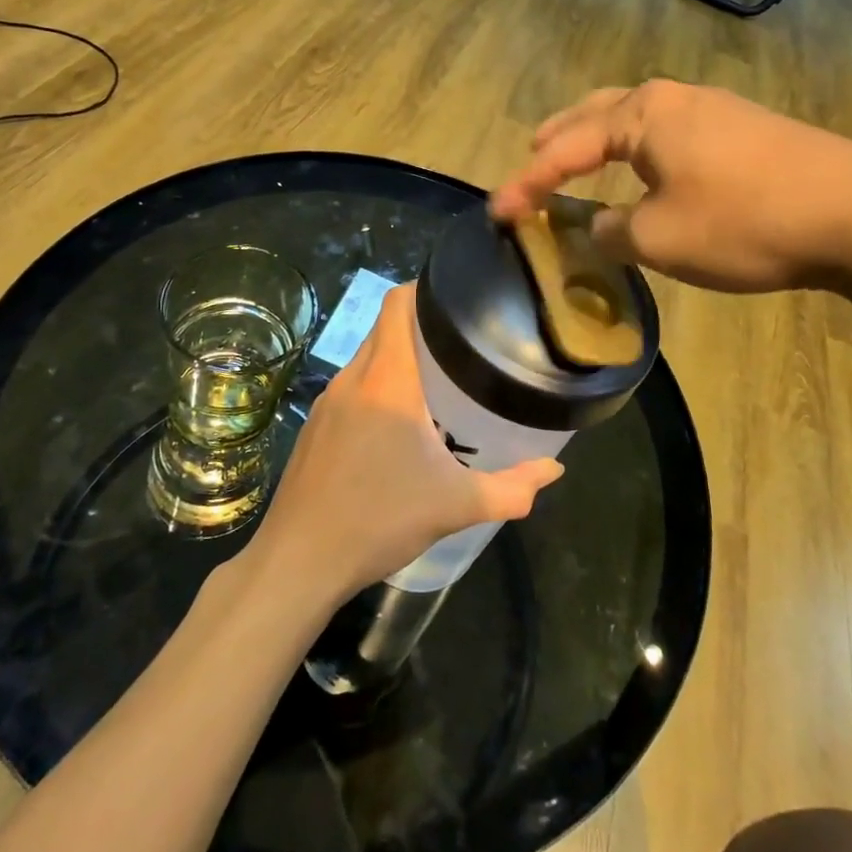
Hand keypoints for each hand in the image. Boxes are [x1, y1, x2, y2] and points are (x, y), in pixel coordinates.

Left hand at [249, 286, 563, 603]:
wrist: (298, 562)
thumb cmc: (379, 518)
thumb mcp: (455, 505)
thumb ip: (511, 487)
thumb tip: (553, 472)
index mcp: (386, 379)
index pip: (396, 304)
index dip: (423, 289)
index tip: (456, 299)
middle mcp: (353, 378)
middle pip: (384, 328)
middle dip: (420, 327)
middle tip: (461, 345)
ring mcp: (327, 401)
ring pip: (365, 359)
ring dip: (396, 359)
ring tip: (435, 382)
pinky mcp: (313, 426)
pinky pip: (350, 387)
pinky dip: (375, 387)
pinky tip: (394, 425)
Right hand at [488, 80, 851, 291]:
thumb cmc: (744, 220)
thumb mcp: (661, 238)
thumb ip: (612, 232)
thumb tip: (598, 225)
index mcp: (642, 115)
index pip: (565, 148)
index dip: (527, 184)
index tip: (497, 213)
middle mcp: (673, 99)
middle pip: (597, 113)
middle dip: (561, 138)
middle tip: (533, 159)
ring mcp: (714, 110)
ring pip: (637, 121)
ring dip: (601, 140)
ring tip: (582, 161)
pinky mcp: (746, 130)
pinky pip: (671, 135)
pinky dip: (640, 152)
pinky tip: (649, 172)